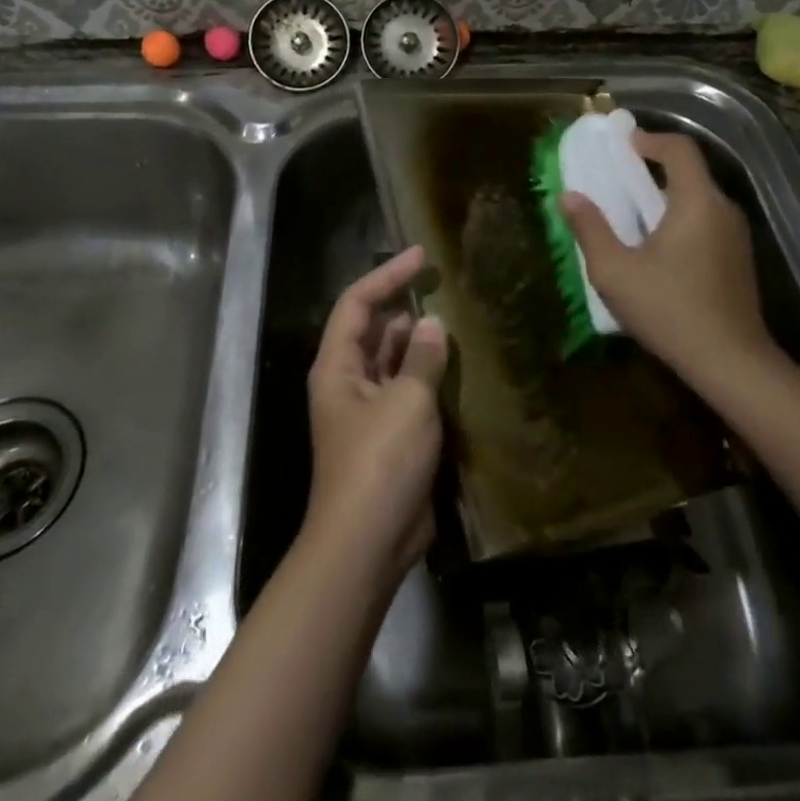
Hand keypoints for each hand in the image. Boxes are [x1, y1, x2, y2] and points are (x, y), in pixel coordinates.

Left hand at [304, 246, 448, 592]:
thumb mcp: (406, 402)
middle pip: (375, 329)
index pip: (357, 303)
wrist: (368, 543)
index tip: (421, 256)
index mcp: (338, 365)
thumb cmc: (380, 463)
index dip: (387, 275)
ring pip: (395, 360)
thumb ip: (422, 359)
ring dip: (422, 343)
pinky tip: (461, 366)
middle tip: (447, 287)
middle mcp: (349, 380)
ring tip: (460, 320)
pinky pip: (409, 391)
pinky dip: (430, 376)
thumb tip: (433, 324)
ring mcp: (369, 409)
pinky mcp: (391, 434)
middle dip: (407, 307)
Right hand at [560, 130, 780, 388]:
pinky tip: (657, 248)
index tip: (621, 145)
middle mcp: (723, 210)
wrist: (731, 363)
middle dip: (652, 169)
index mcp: (697, 202)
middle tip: (617, 179)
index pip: (680, 149)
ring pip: (698, 199)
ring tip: (631, 214)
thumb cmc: (669, 310)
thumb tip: (569, 196)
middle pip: (690, 172)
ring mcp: (737, 236)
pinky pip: (706, 222)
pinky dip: (680, 219)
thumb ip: (590, 229)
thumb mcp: (615, 271)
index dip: (649, 139)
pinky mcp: (739, 259)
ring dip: (665, 197)